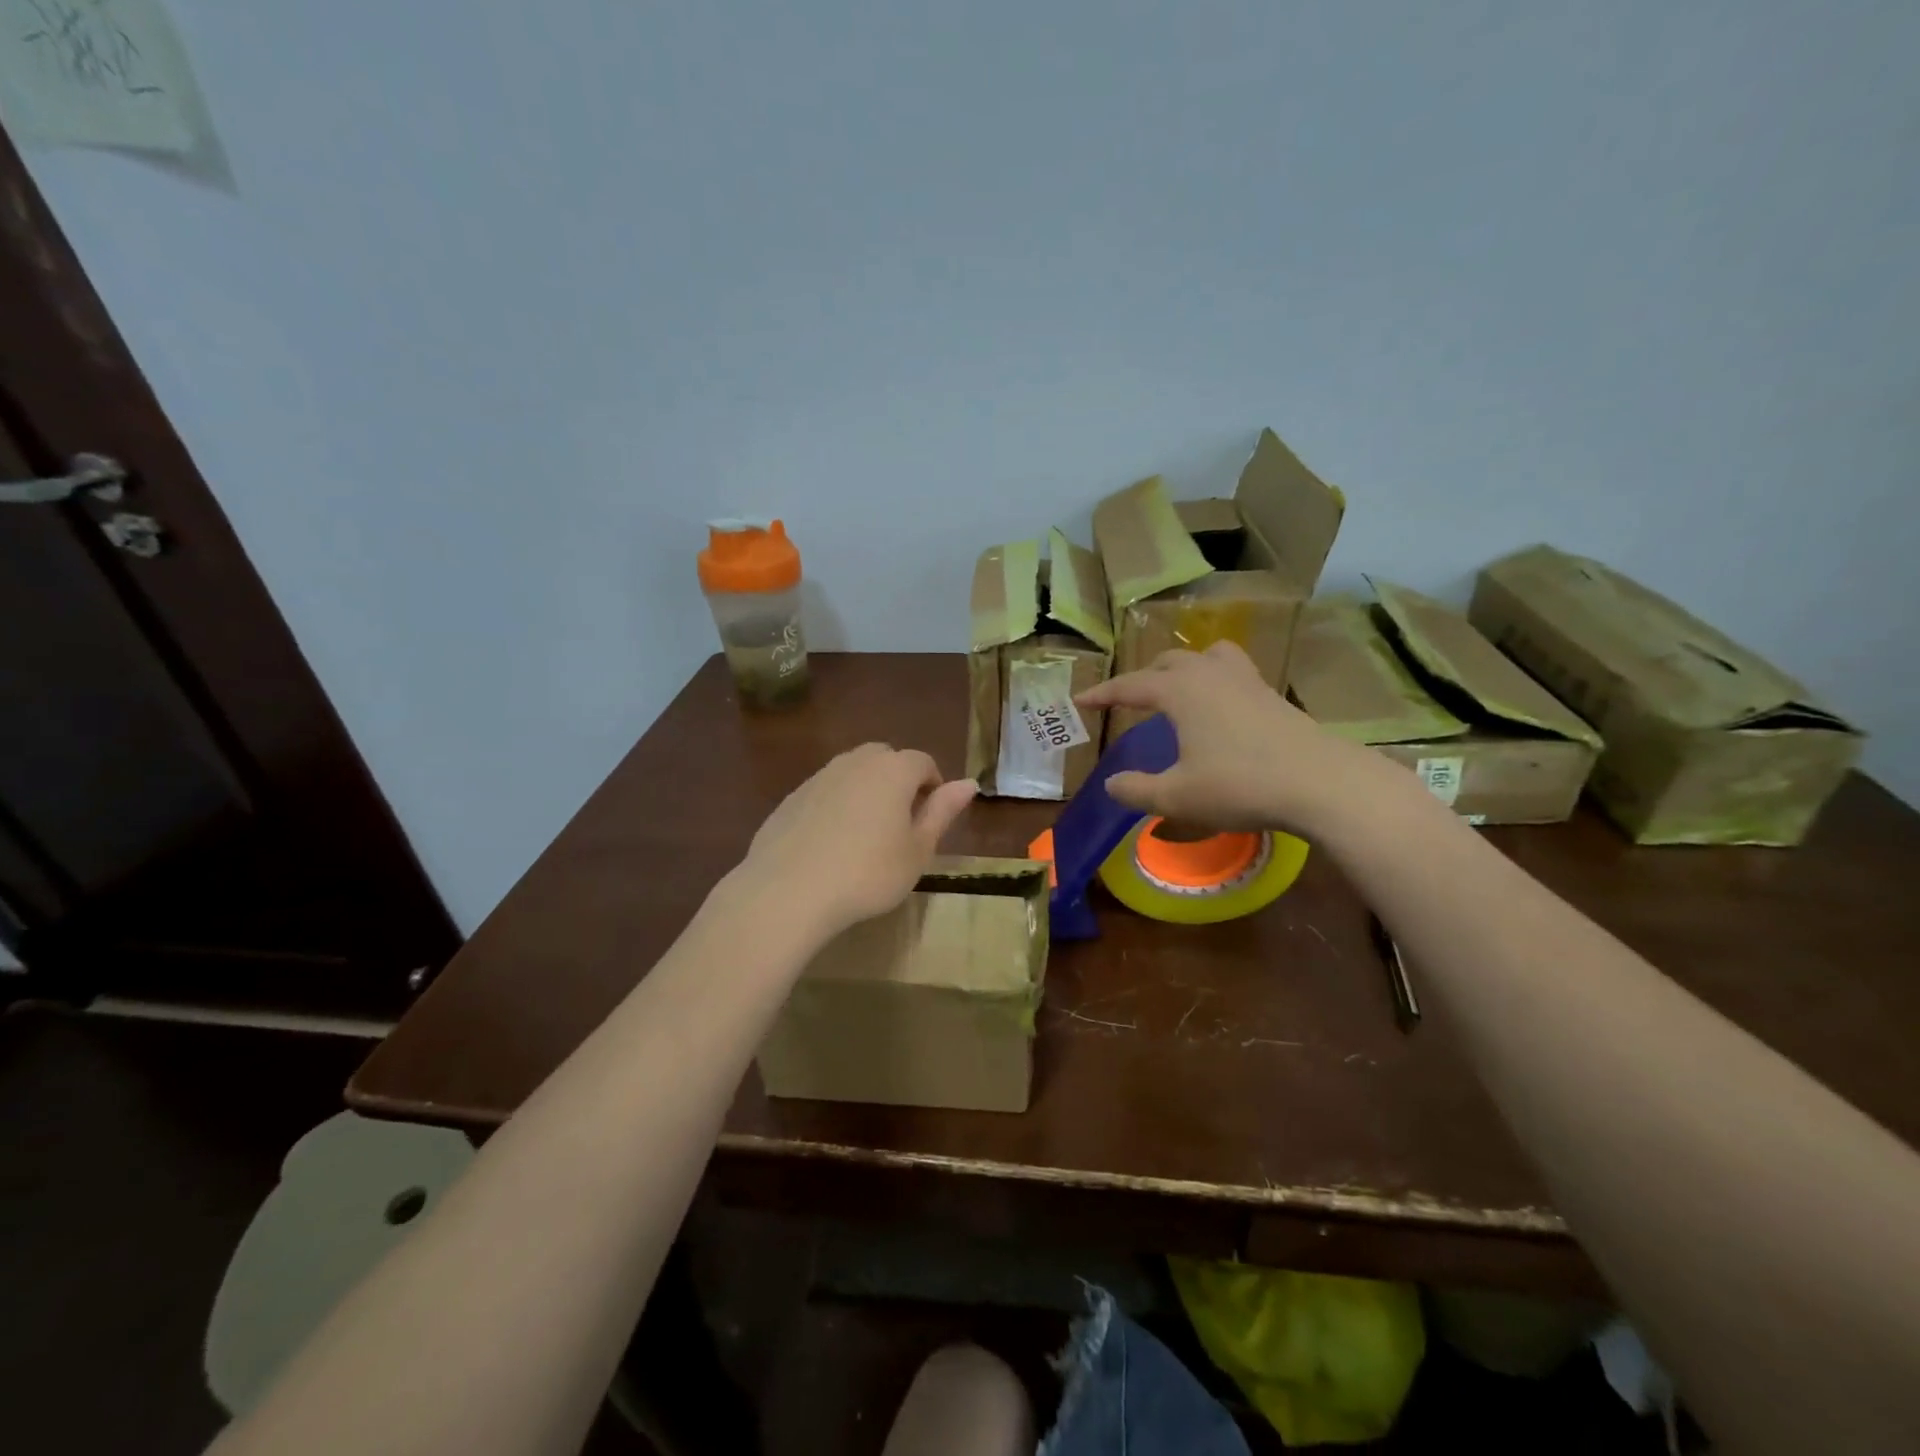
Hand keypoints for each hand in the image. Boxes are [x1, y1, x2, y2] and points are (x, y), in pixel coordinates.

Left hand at [733, 744, 977, 944]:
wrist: (788, 891)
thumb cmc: (868, 873)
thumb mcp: (918, 850)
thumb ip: (942, 812)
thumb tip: (969, 783)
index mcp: (893, 770)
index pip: (923, 762)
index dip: (933, 786)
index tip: (932, 817)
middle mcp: (856, 762)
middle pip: (885, 759)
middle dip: (898, 781)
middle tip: (901, 823)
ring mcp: (819, 777)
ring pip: (852, 773)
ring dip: (866, 792)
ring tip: (866, 835)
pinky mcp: (791, 798)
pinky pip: (825, 792)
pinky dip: (835, 807)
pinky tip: (831, 845)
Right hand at [1076, 642, 1389, 834]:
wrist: (1321, 783)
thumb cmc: (1240, 785)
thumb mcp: (1177, 797)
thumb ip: (1137, 790)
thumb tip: (1113, 784)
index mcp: (1181, 691)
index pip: (1130, 686)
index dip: (1103, 694)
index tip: (1080, 700)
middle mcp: (1210, 675)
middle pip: (1168, 663)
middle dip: (1143, 678)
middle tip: (1128, 700)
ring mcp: (1246, 681)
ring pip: (1207, 658)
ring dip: (1184, 669)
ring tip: (1178, 690)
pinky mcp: (1272, 696)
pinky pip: (1233, 673)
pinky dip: (1214, 682)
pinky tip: (1220, 710)